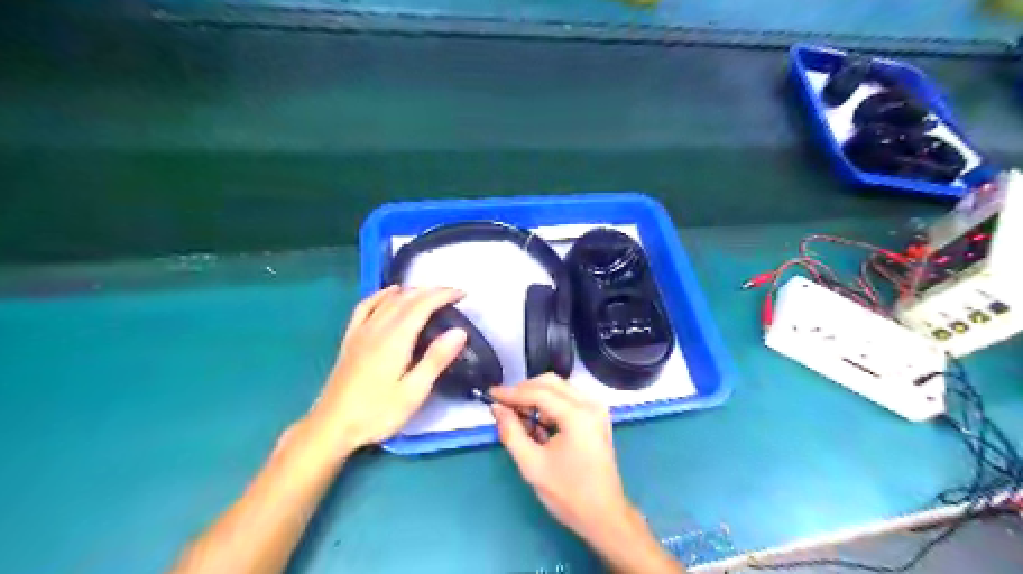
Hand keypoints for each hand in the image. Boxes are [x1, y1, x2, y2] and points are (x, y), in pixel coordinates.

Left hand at [309, 284, 467, 453]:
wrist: (331, 427)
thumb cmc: (376, 413)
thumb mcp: (413, 392)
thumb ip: (436, 359)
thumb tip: (459, 331)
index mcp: (395, 339)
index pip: (422, 305)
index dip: (443, 295)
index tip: (462, 294)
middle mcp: (377, 328)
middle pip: (406, 298)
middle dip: (431, 291)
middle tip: (453, 294)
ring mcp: (361, 331)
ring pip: (388, 299)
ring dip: (411, 291)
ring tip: (430, 293)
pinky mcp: (350, 339)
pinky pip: (365, 306)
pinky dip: (381, 295)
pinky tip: (390, 293)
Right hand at [491, 376, 681, 573]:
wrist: (605, 516)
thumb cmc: (568, 493)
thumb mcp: (532, 464)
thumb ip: (511, 432)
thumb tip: (497, 408)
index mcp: (577, 415)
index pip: (538, 393)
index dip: (511, 392)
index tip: (490, 393)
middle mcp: (590, 404)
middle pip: (550, 383)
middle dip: (524, 391)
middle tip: (503, 405)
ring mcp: (596, 409)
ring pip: (559, 389)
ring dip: (536, 398)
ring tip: (518, 418)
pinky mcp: (596, 417)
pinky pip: (568, 400)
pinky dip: (549, 406)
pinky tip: (537, 424)